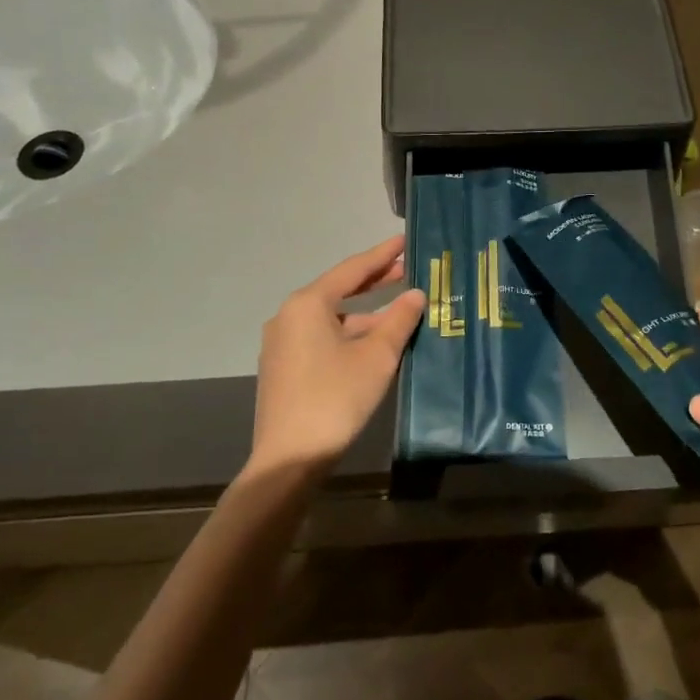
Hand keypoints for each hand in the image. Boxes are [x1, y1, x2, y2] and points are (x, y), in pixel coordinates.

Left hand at [251, 236, 425, 474]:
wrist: (289, 458)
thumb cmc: (336, 398)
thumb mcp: (377, 356)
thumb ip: (399, 320)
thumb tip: (416, 295)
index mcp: (308, 304)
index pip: (352, 270)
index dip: (382, 255)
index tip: (404, 241)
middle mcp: (289, 316)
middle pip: (338, 291)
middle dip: (374, 282)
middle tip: (407, 271)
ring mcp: (282, 344)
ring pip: (331, 317)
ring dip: (364, 313)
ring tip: (399, 311)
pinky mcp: (284, 368)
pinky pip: (321, 337)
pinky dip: (349, 333)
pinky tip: (373, 342)